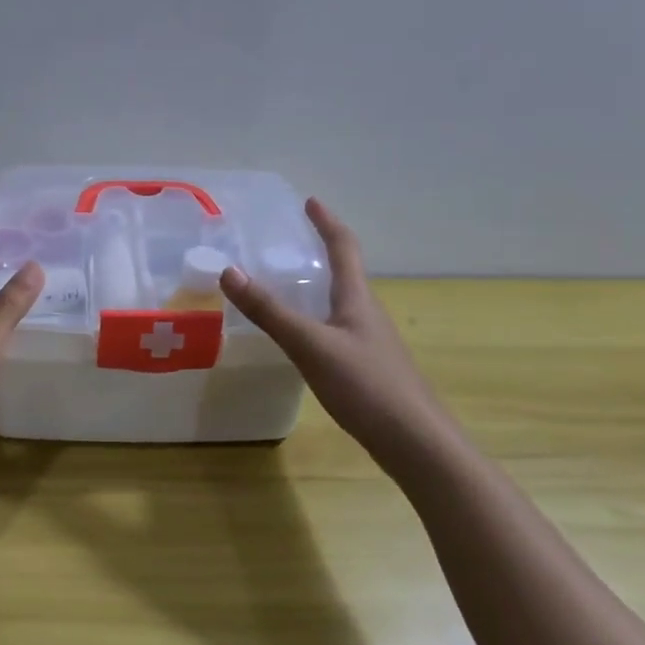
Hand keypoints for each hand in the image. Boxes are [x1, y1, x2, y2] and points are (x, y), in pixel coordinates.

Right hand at [219, 197, 466, 471]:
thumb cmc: (366, 385)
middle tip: (291, 242)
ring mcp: (370, 342)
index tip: (310, 202)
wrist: (416, 442)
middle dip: (322, 251)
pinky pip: (339, 329)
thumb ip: (270, 311)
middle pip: (347, 272)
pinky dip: (318, 317)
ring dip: (320, 285)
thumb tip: (228, 271)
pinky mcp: (368, 368)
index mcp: (357, 299)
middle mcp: (367, 313)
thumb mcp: (310, 345)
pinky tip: (303, 337)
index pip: (343, 247)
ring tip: (290, 284)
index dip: (326, 222)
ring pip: (343, 302)